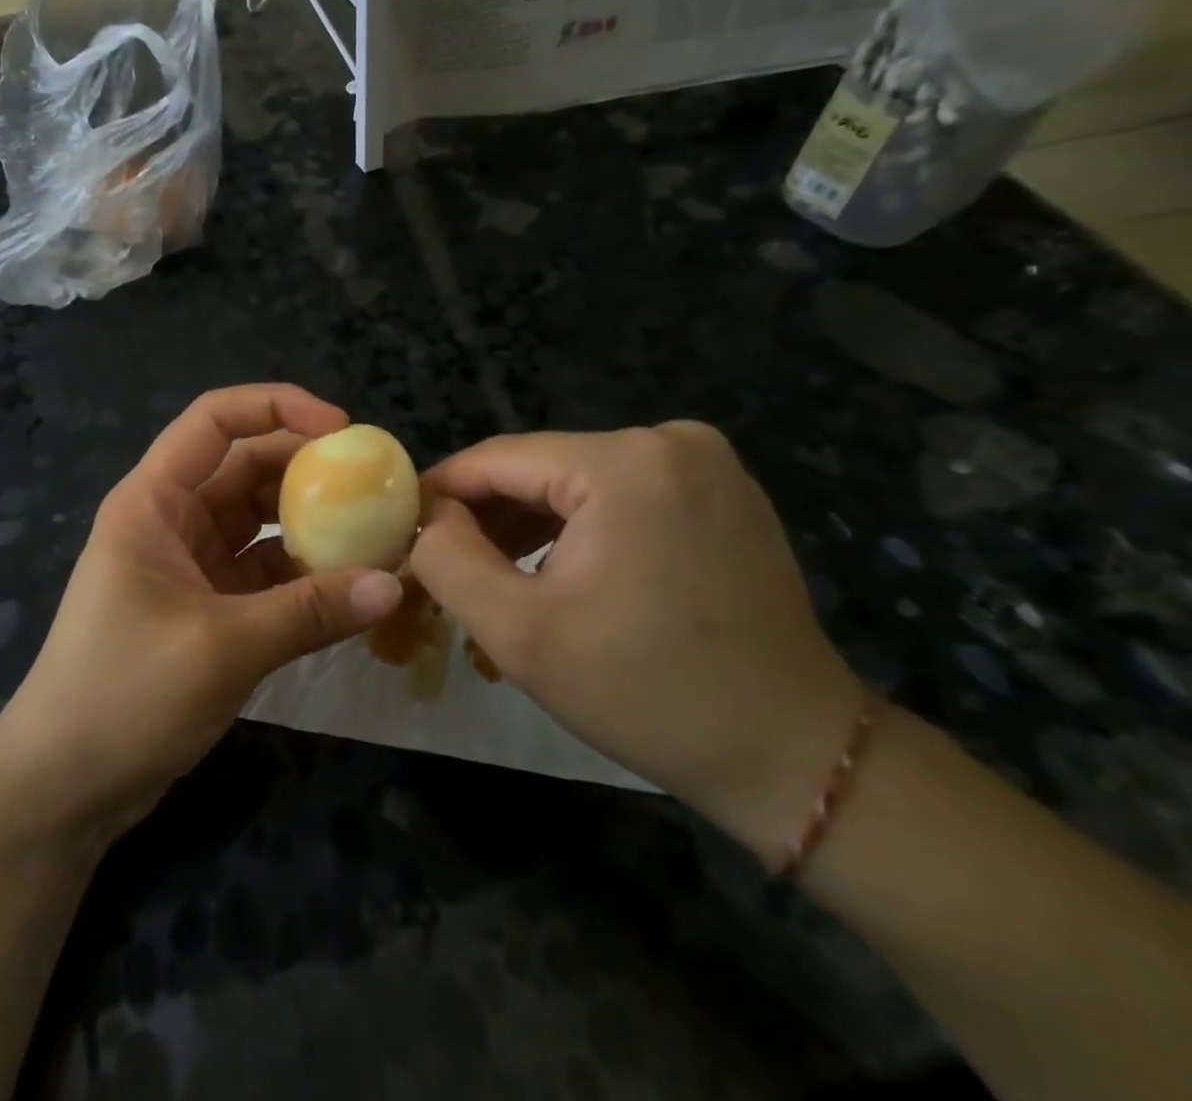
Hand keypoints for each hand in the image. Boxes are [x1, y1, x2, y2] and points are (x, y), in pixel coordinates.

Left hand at [0, 385, 404, 841]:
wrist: (64, 786)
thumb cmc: (123, 694)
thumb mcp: (222, 647)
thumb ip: (310, 612)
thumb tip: (394, 585)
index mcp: (153, 501)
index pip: (214, 420)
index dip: (278, 406)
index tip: (342, 429)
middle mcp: (171, 519)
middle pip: (245, 466)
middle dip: (308, 469)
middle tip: (375, 486)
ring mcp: (189, 564)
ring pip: (259, 521)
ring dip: (311, 525)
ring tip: (375, 533)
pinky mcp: (206, 607)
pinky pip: (263, 572)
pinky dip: (302, 575)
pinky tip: (348, 588)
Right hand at [409, 423, 863, 863]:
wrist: (794, 755)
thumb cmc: (648, 693)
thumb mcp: (519, 633)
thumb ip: (448, 559)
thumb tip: (426, 515)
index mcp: (624, 463)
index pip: (497, 458)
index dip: (442, 492)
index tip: (403, 529)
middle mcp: (669, 441)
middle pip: (539, 467)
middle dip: (487, 514)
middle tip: (444, 564)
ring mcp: (705, 463)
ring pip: (577, 480)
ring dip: (530, 523)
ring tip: (491, 572)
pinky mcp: (721, 491)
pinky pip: (621, 493)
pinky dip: (579, 526)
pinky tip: (556, 569)